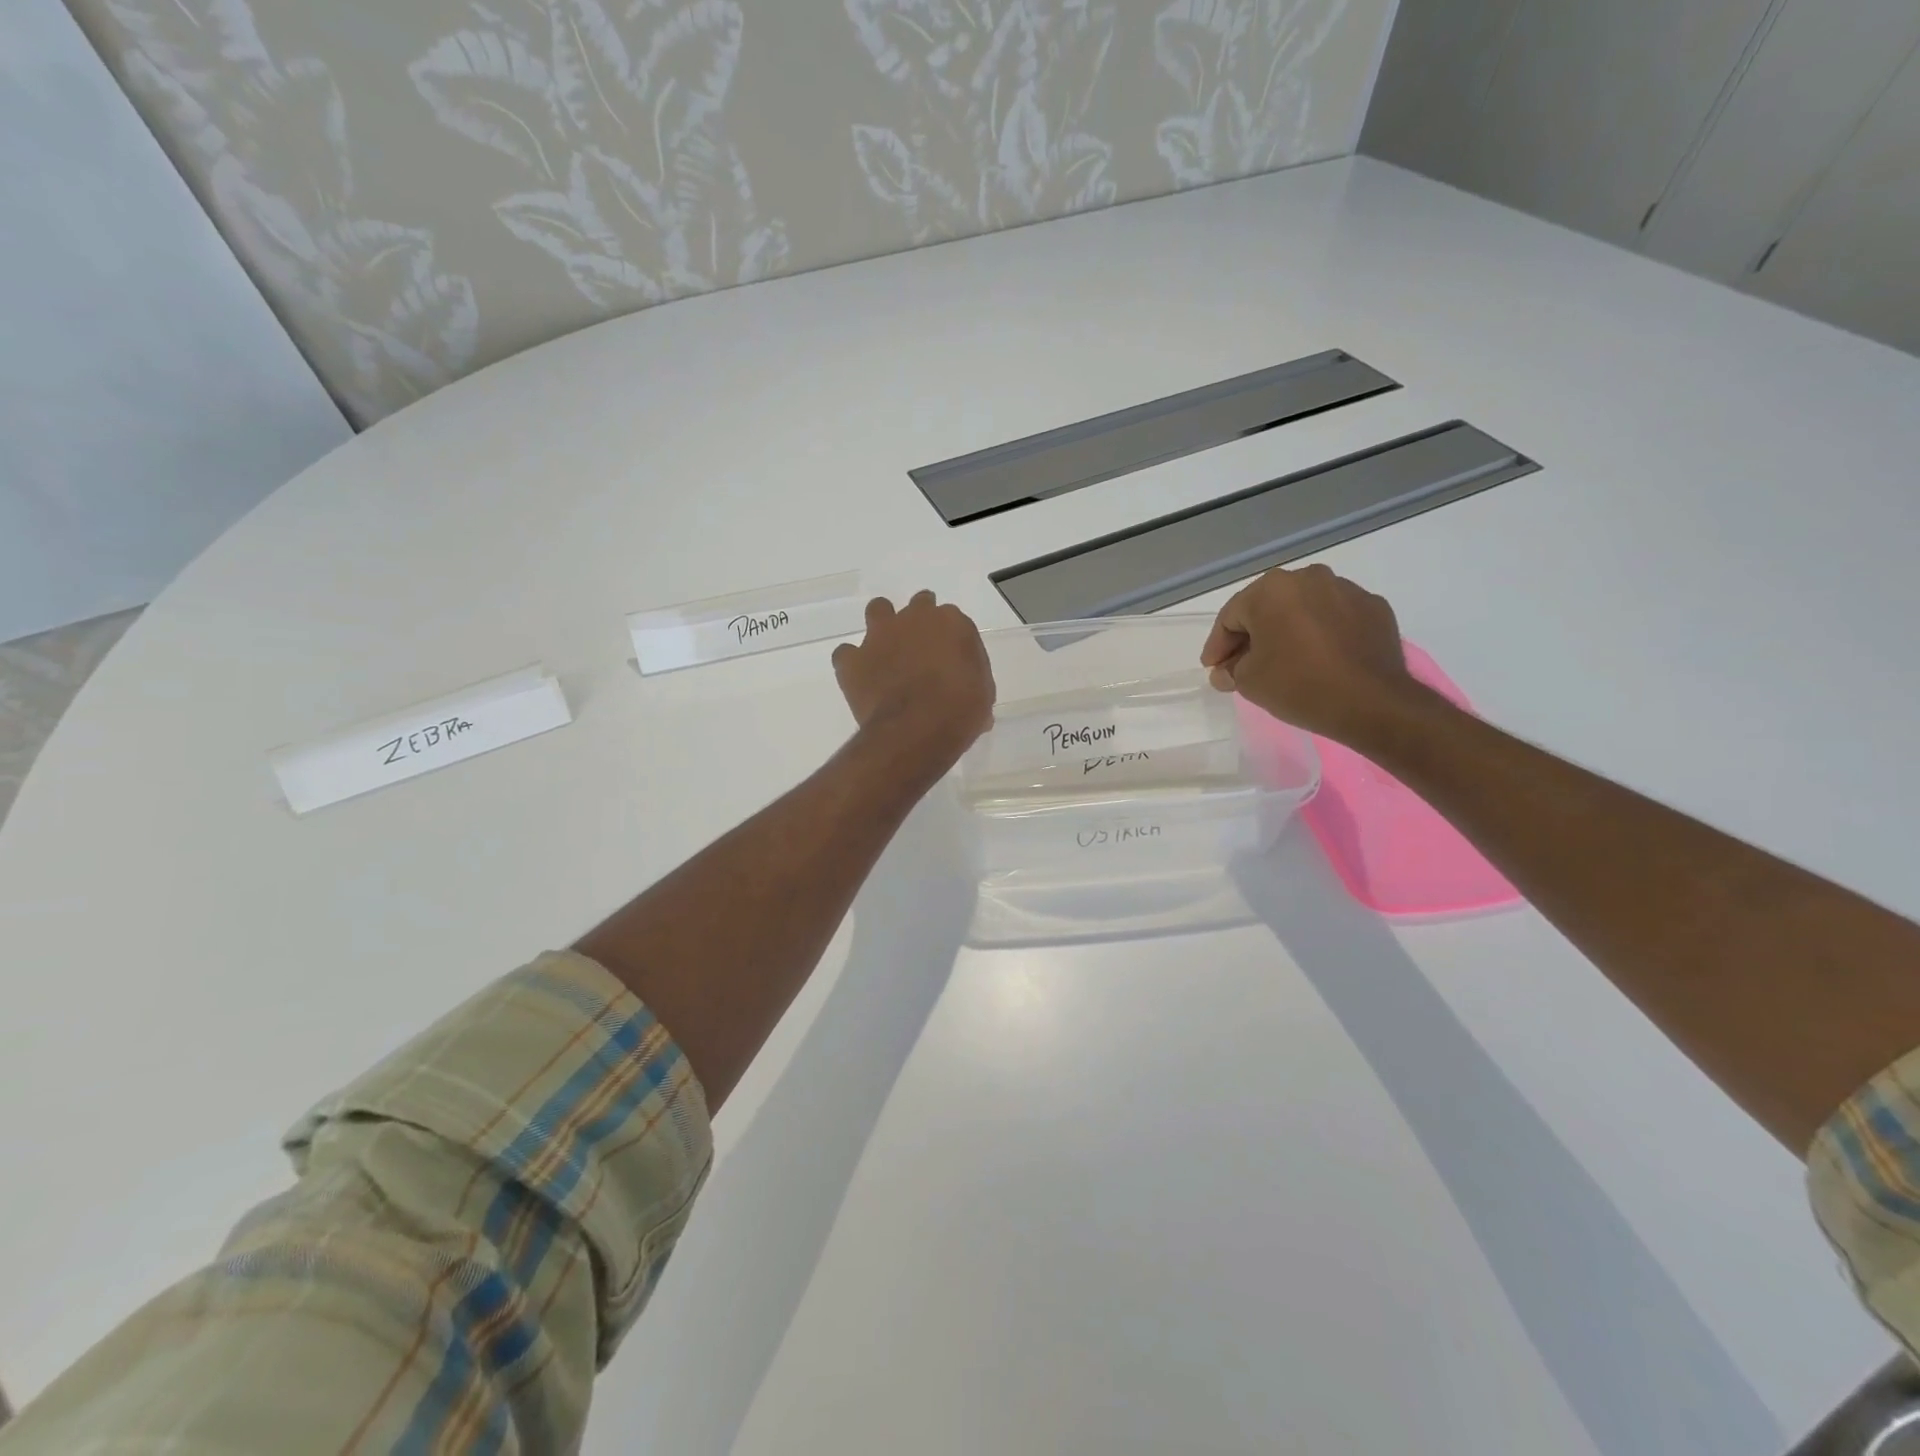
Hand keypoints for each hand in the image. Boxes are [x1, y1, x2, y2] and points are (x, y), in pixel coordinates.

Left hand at [833, 592, 995, 770]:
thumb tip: (967, 691)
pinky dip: (852, 663)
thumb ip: (971, 679)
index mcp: (952, 622)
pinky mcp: (854, 658)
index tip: (951, 659)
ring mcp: (880, 635)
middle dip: (919, 622)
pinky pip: (846, 653)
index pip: (952, 619)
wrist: (917, 729)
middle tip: (921, 649)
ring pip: (878, 610)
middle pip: (918, 605)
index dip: (950, 640)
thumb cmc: (960, 711)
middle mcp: (914, 618)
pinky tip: (861, 678)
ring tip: (887, 652)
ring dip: (882, 626)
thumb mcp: (982, 694)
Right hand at [1200, 564, 1430, 744]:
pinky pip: (1335, 618)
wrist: (1372, 702)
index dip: (1218, 646)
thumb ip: (1230, 670)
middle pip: (1267, 607)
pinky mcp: (1374, 607)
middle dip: (1252, 635)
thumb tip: (1227, 670)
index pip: (1231, 617)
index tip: (1214, 668)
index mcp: (1271, 589)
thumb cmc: (1298, 685)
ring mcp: (1346, 589)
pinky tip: (1320, 659)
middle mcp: (1308, 578)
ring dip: (1289, 630)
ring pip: (1304, 608)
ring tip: (1285, 660)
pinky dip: (1322, 634)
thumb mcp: (1248, 682)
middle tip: (1243, 665)